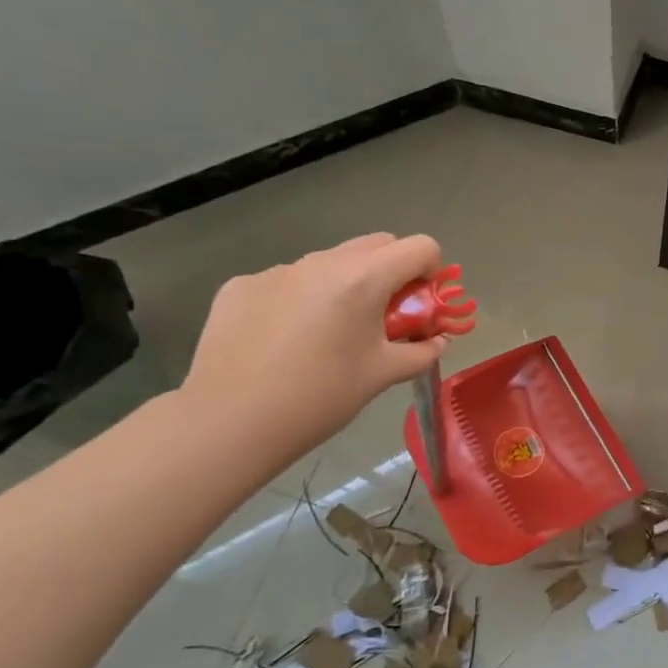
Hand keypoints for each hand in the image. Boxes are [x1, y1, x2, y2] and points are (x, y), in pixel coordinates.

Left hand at [179, 233, 448, 459]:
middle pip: (377, 245)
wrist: (229, 423)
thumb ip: (421, 352)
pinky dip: (299, 300)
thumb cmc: (320, 397)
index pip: (421, 247)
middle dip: (391, 272)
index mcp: (364, 278)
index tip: (421, 304)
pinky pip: (287, 282)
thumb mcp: (383, 375)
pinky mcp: (241, 286)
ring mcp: (277, 270)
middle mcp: (322, 262)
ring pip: (329, 262)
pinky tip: (284, 340)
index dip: (431, 271)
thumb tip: (437, 341)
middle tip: (383, 316)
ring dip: (344, 285)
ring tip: (328, 333)